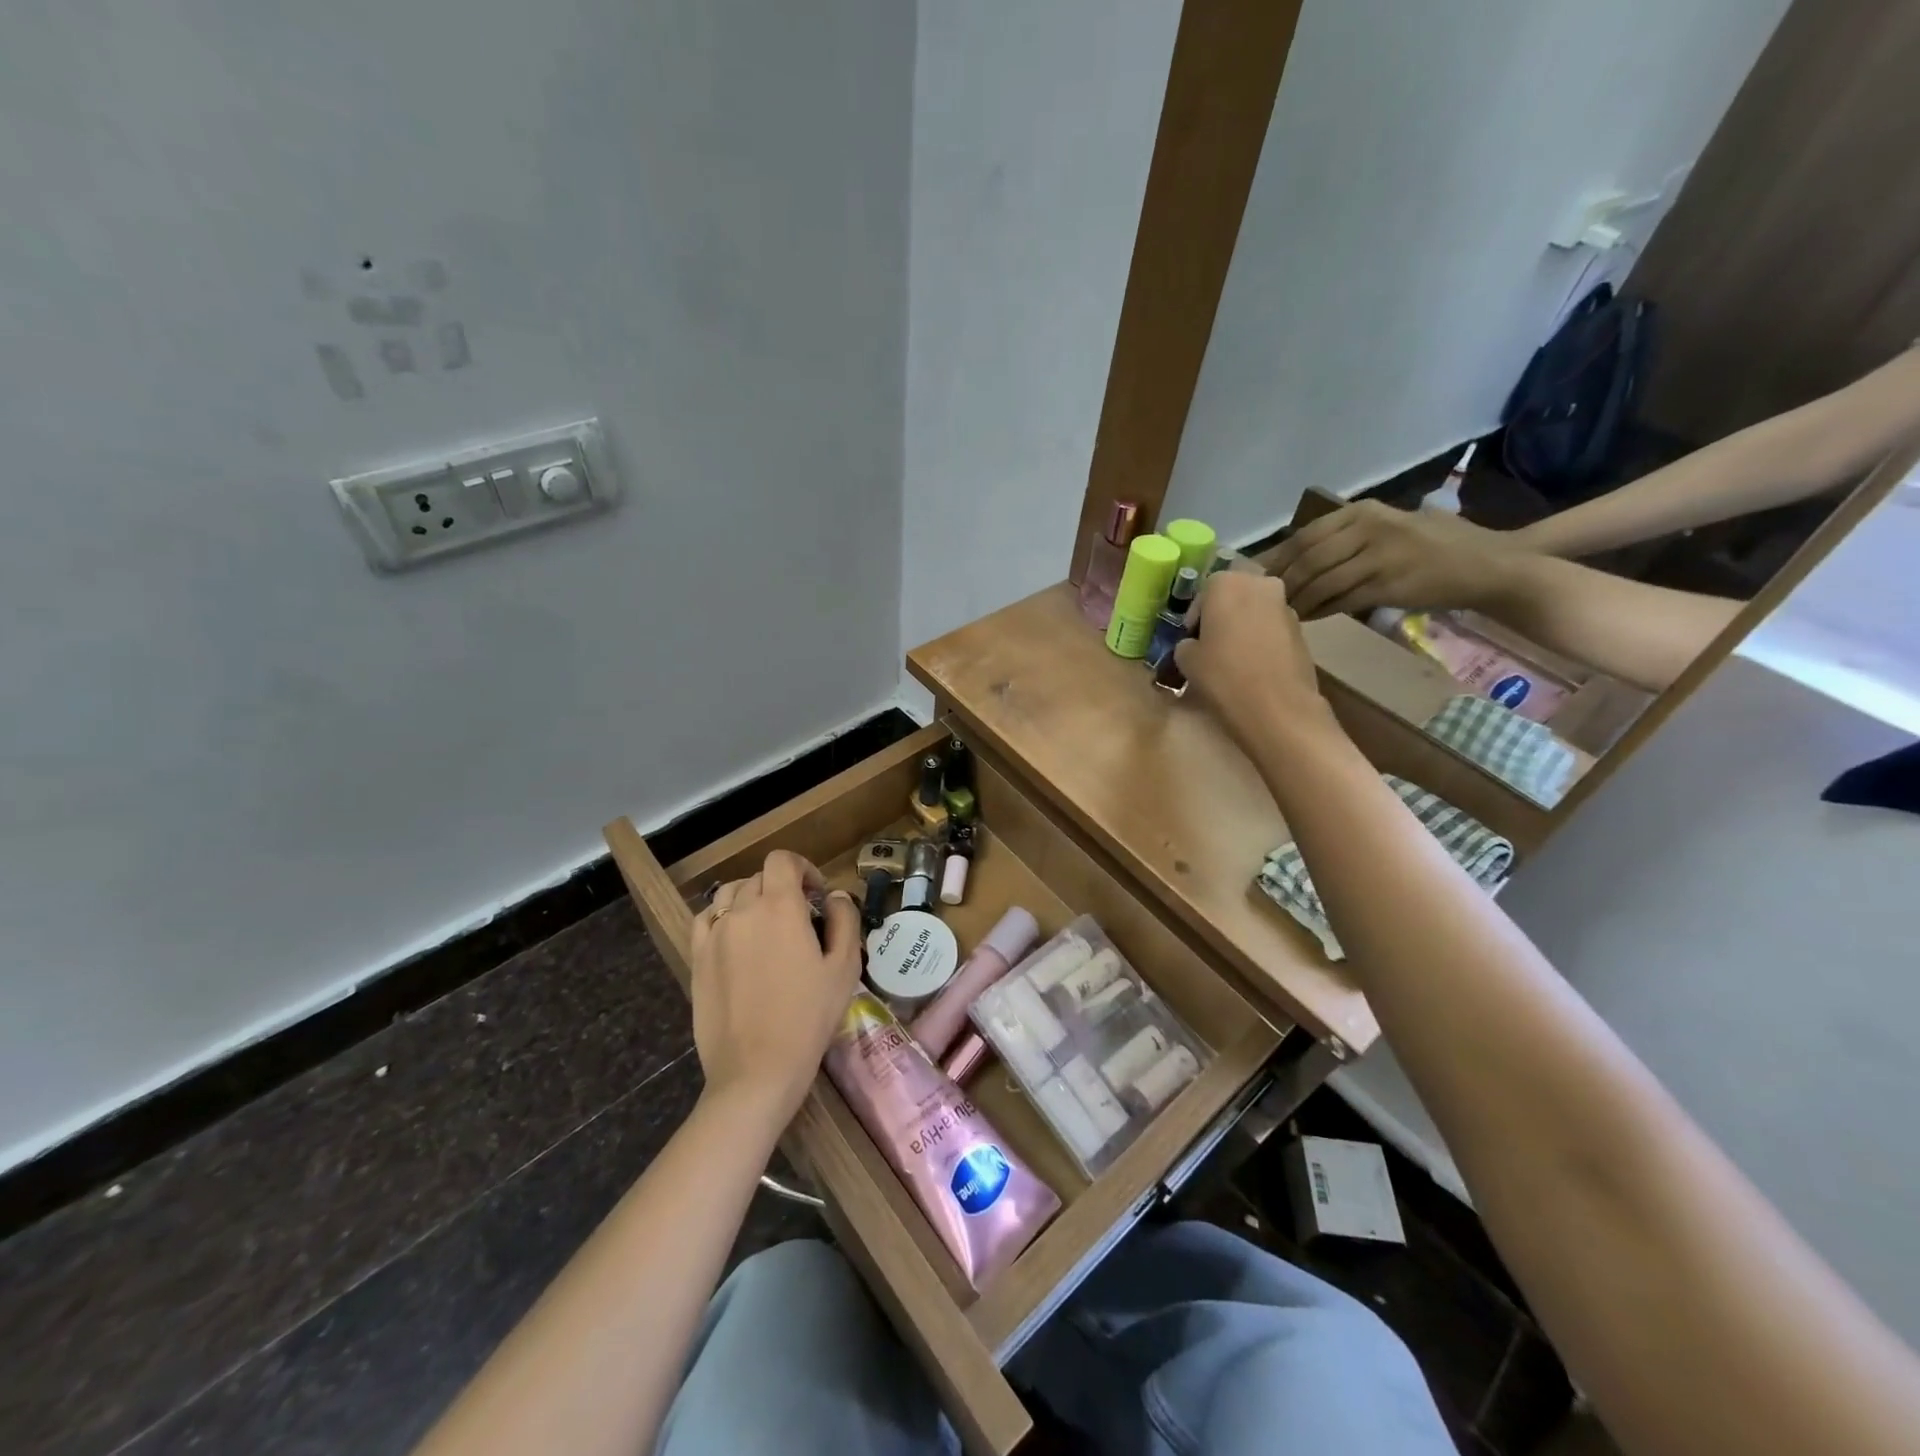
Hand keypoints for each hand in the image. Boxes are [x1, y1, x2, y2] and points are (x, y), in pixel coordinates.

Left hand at [690, 851, 861, 1126]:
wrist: (756, 1070)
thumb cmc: (808, 1018)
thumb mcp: (844, 968)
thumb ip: (844, 921)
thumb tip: (835, 896)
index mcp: (781, 907)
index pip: (782, 861)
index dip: (803, 868)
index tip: (817, 894)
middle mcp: (743, 910)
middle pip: (759, 877)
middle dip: (782, 886)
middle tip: (800, 917)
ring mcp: (714, 934)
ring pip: (730, 894)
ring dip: (751, 898)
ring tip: (766, 925)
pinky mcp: (697, 958)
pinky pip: (706, 919)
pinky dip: (722, 916)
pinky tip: (735, 937)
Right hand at [1173, 572, 1339, 754]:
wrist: (1277, 707)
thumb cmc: (1223, 675)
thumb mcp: (1185, 660)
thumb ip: (1186, 644)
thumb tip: (1193, 645)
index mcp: (1226, 583)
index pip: (1202, 594)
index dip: (1194, 619)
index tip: (1191, 641)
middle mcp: (1259, 584)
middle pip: (1232, 597)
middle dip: (1221, 617)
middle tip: (1211, 646)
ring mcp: (1285, 606)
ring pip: (1255, 612)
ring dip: (1243, 628)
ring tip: (1234, 659)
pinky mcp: (1302, 630)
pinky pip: (1272, 629)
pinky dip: (1261, 641)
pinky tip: (1254, 667)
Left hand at [1265, 500, 1514, 618]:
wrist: (1488, 565)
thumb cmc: (1438, 546)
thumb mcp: (1391, 526)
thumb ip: (1349, 536)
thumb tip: (1299, 557)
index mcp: (1364, 511)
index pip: (1306, 535)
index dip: (1277, 558)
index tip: (1255, 576)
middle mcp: (1369, 527)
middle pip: (1307, 558)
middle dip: (1282, 582)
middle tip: (1264, 601)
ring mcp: (1380, 554)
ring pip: (1321, 580)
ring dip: (1298, 600)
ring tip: (1282, 613)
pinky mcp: (1389, 583)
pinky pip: (1341, 600)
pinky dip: (1319, 610)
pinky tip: (1307, 618)